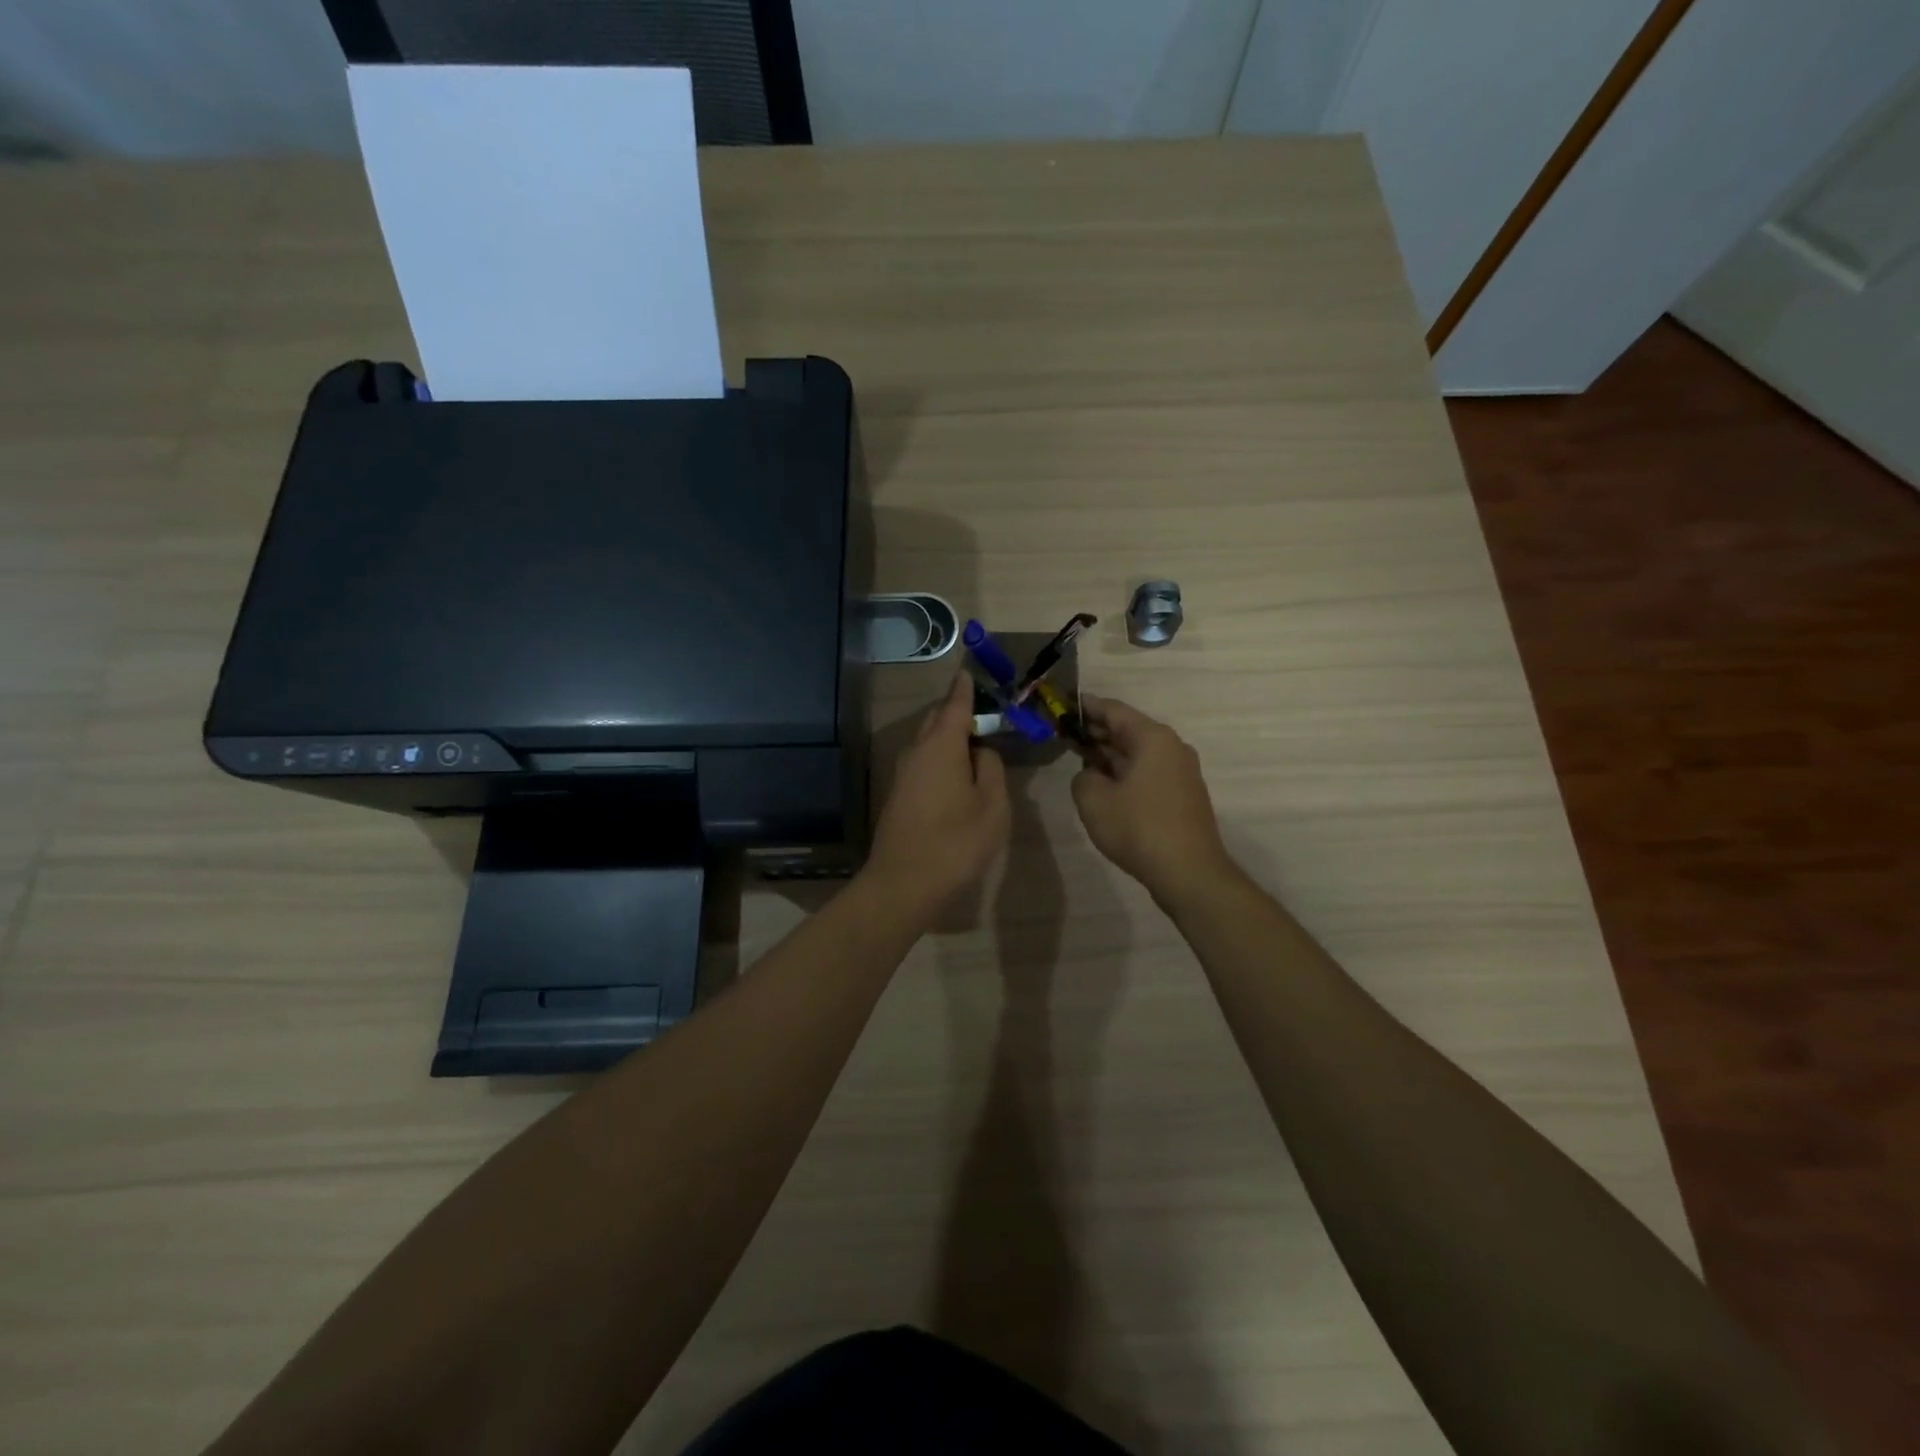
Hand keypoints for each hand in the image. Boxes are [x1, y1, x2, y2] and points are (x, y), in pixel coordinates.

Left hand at [863, 675, 1010, 923]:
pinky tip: (956, 774)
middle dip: (957, 711)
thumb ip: (991, 768)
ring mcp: (903, 773)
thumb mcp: (992, 806)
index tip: (969, 672)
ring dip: (948, 737)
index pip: (955, 705)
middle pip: (937, 720)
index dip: (965, 688)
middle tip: (984, 715)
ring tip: (975, 745)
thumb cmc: (956, 842)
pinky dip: (940, 757)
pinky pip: (922, 761)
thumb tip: (981, 751)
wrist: (904, 884)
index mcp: (941, 746)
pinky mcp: (898, 795)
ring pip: (927, 741)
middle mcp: (917, 751)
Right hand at [1072, 695, 1235, 902]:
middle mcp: (1171, 747)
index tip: (1062, 705)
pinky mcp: (1182, 795)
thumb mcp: (1094, 799)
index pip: (1113, 710)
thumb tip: (1092, 775)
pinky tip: (1105, 784)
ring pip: (1137, 752)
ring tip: (1079, 757)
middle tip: (1064, 733)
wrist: (1189, 873)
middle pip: (1128, 729)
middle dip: (1096, 731)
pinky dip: (1124, 771)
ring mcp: (1181, 771)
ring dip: (1109, 753)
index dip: (1085, 706)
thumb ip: (1083, 777)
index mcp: (1152, 738)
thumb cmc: (1138, 828)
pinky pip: (1147, 771)